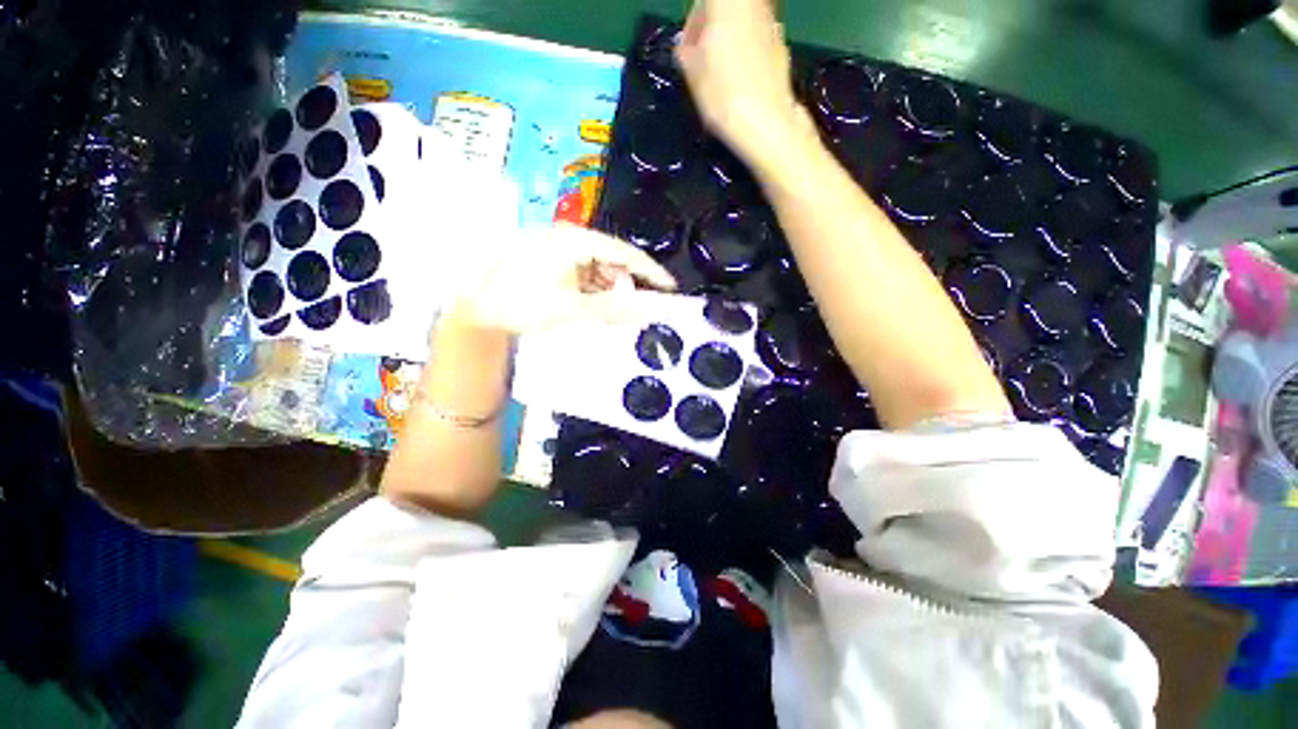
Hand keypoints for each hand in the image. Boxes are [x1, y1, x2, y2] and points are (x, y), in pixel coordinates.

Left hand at [454, 225, 676, 335]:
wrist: (474, 308)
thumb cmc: (522, 304)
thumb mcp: (572, 310)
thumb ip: (613, 311)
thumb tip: (649, 311)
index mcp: (576, 242)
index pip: (625, 253)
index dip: (650, 272)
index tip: (670, 288)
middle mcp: (569, 240)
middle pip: (612, 261)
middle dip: (626, 286)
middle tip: (636, 310)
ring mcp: (558, 251)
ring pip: (598, 270)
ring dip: (609, 291)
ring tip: (613, 314)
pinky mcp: (550, 263)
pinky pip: (583, 275)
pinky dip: (594, 292)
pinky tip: (593, 308)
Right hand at [675, 0, 811, 169]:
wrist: (765, 121)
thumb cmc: (723, 92)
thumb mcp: (692, 74)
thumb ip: (686, 53)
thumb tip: (686, 49)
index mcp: (728, 2)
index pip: (703, 2)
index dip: (693, 23)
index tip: (686, 49)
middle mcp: (754, 4)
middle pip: (727, 9)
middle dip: (712, 30)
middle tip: (700, 61)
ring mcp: (772, 24)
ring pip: (743, 24)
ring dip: (728, 42)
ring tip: (718, 76)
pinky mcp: (782, 48)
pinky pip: (757, 42)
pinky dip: (745, 55)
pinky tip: (738, 84)